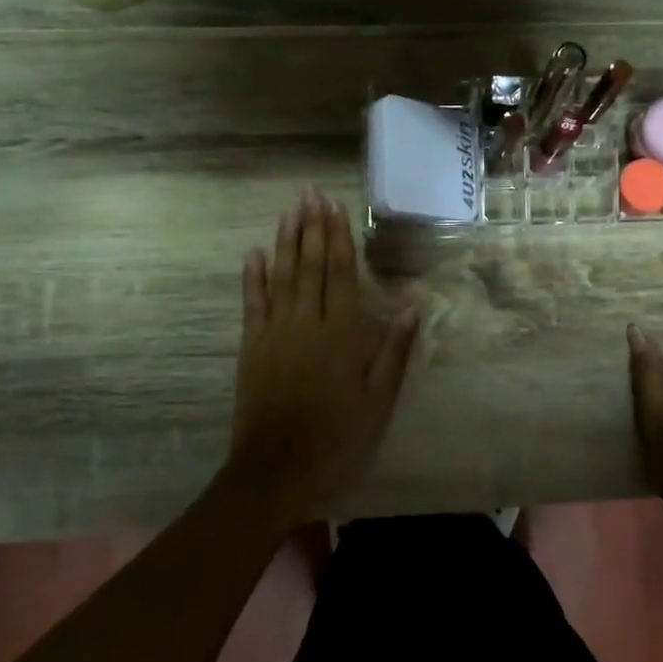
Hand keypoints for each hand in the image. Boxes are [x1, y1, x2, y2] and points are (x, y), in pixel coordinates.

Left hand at [220, 187, 418, 528]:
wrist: (277, 468)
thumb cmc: (337, 435)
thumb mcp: (378, 399)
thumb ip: (393, 350)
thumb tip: (411, 305)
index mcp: (341, 333)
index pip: (340, 273)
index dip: (338, 237)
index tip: (334, 207)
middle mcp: (306, 323)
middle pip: (310, 265)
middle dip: (311, 227)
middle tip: (309, 193)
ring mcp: (274, 332)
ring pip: (281, 276)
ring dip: (285, 241)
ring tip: (288, 211)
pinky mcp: (251, 347)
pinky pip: (252, 304)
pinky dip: (253, 277)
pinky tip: (254, 253)